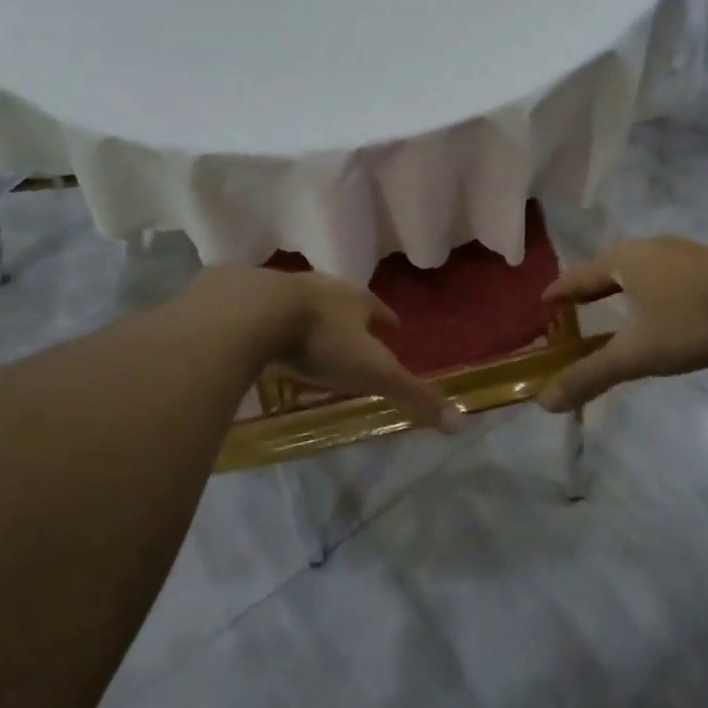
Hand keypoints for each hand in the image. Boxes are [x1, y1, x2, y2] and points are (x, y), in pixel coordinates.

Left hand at [190, 267, 450, 427]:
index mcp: (356, 300)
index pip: (380, 310)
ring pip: (304, 300)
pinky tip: (264, 333)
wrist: (254, 312)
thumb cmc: (321, 342)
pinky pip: (264, 307)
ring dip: (311, 315)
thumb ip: (413, 395)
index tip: (393, 327)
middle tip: (352, 332)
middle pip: (343, 300)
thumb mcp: (373, 372)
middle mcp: (324, 286)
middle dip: (349, 315)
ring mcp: (284, 286)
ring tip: (310, 333)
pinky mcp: (247, 294)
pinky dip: (270, 319)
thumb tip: (460, 421)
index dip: (387, 320)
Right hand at [538, 238, 707, 410]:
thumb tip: (544, 402)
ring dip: (621, 283)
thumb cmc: (691, 323)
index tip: (544, 300)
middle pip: (607, 266)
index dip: (560, 291)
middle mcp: (647, 248)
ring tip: (614, 301)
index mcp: (623, 261)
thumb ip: (591, 376)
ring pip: (639, 266)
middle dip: (589, 285)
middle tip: (575, 304)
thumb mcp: (637, 355)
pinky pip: (663, 271)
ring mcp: (681, 251)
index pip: (579, 276)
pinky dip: (649, 285)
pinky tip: (661, 301)